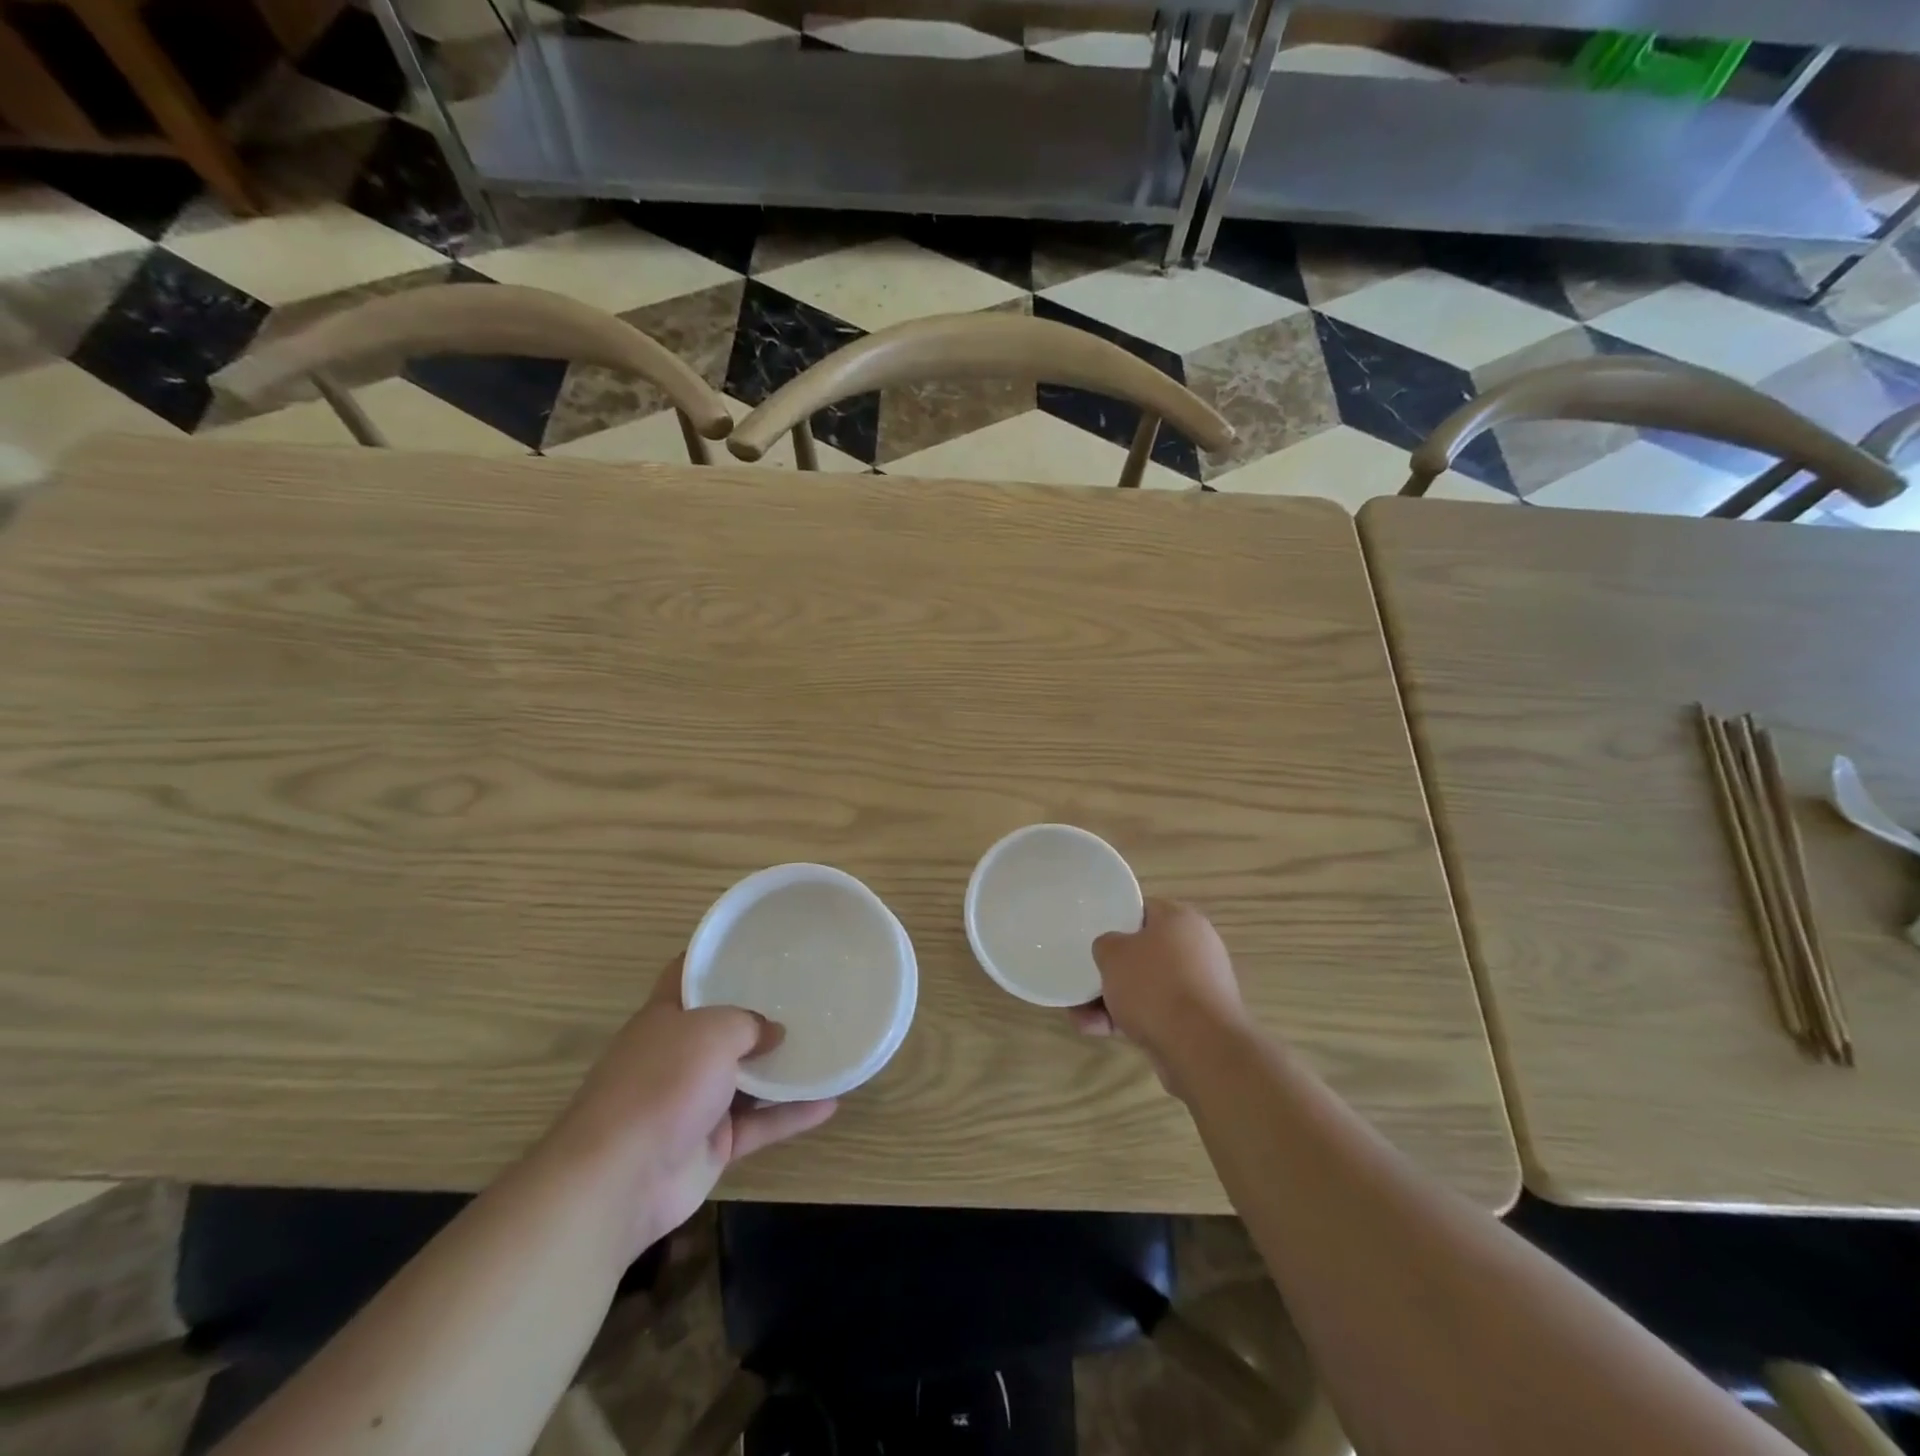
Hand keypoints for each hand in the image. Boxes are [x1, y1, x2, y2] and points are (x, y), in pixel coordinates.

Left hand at [541, 957, 835, 1258]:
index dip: (715, 957)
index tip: (755, 944)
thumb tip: (773, 1032)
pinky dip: (791, 1115)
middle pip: (722, 1027)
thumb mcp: (712, 1031)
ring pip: (746, 1078)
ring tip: (825, 1044)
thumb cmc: (663, 1083)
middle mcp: (677, 1055)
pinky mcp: (712, 1144)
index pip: (687, 974)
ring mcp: (694, 1102)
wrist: (623, 1179)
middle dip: (759, 1014)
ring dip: (782, 1067)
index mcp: (665, 1018)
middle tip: (805, 994)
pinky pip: (759, 1124)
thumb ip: (748, 1023)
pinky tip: (830, 1103)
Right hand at [1071, 899, 1249, 1088]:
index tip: (1093, 937)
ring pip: (1147, 987)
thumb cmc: (1155, 986)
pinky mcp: (1200, 1020)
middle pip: (1143, 953)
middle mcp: (1197, 948)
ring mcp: (1200, 986)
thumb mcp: (1113, 954)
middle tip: (1085, 981)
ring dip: (1113, 1000)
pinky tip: (1098, 1031)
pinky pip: (1158, 1012)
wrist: (1201, 1048)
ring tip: (1082, 1018)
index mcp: (1181, 919)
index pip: (1143, 910)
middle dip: (1111, 971)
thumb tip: (1112, 952)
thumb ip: (1105, 944)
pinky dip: (1130, 1020)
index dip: (1115, 921)